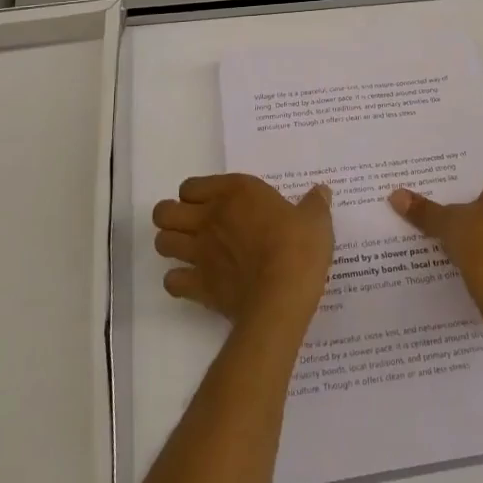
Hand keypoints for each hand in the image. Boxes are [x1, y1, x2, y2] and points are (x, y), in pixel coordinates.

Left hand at [153, 174, 334, 328]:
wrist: (282, 296)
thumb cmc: (298, 248)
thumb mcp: (315, 220)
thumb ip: (314, 203)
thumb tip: (321, 191)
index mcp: (235, 192)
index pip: (190, 186)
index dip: (197, 194)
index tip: (213, 203)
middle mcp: (209, 217)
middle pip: (164, 212)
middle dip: (172, 217)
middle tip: (193, 225)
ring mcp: (199, 252)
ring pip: (162, 243)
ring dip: (171, 245)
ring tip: (190, 251)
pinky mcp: (198, 286)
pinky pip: (172, 281)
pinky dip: (178, 281)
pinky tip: (194, 282)